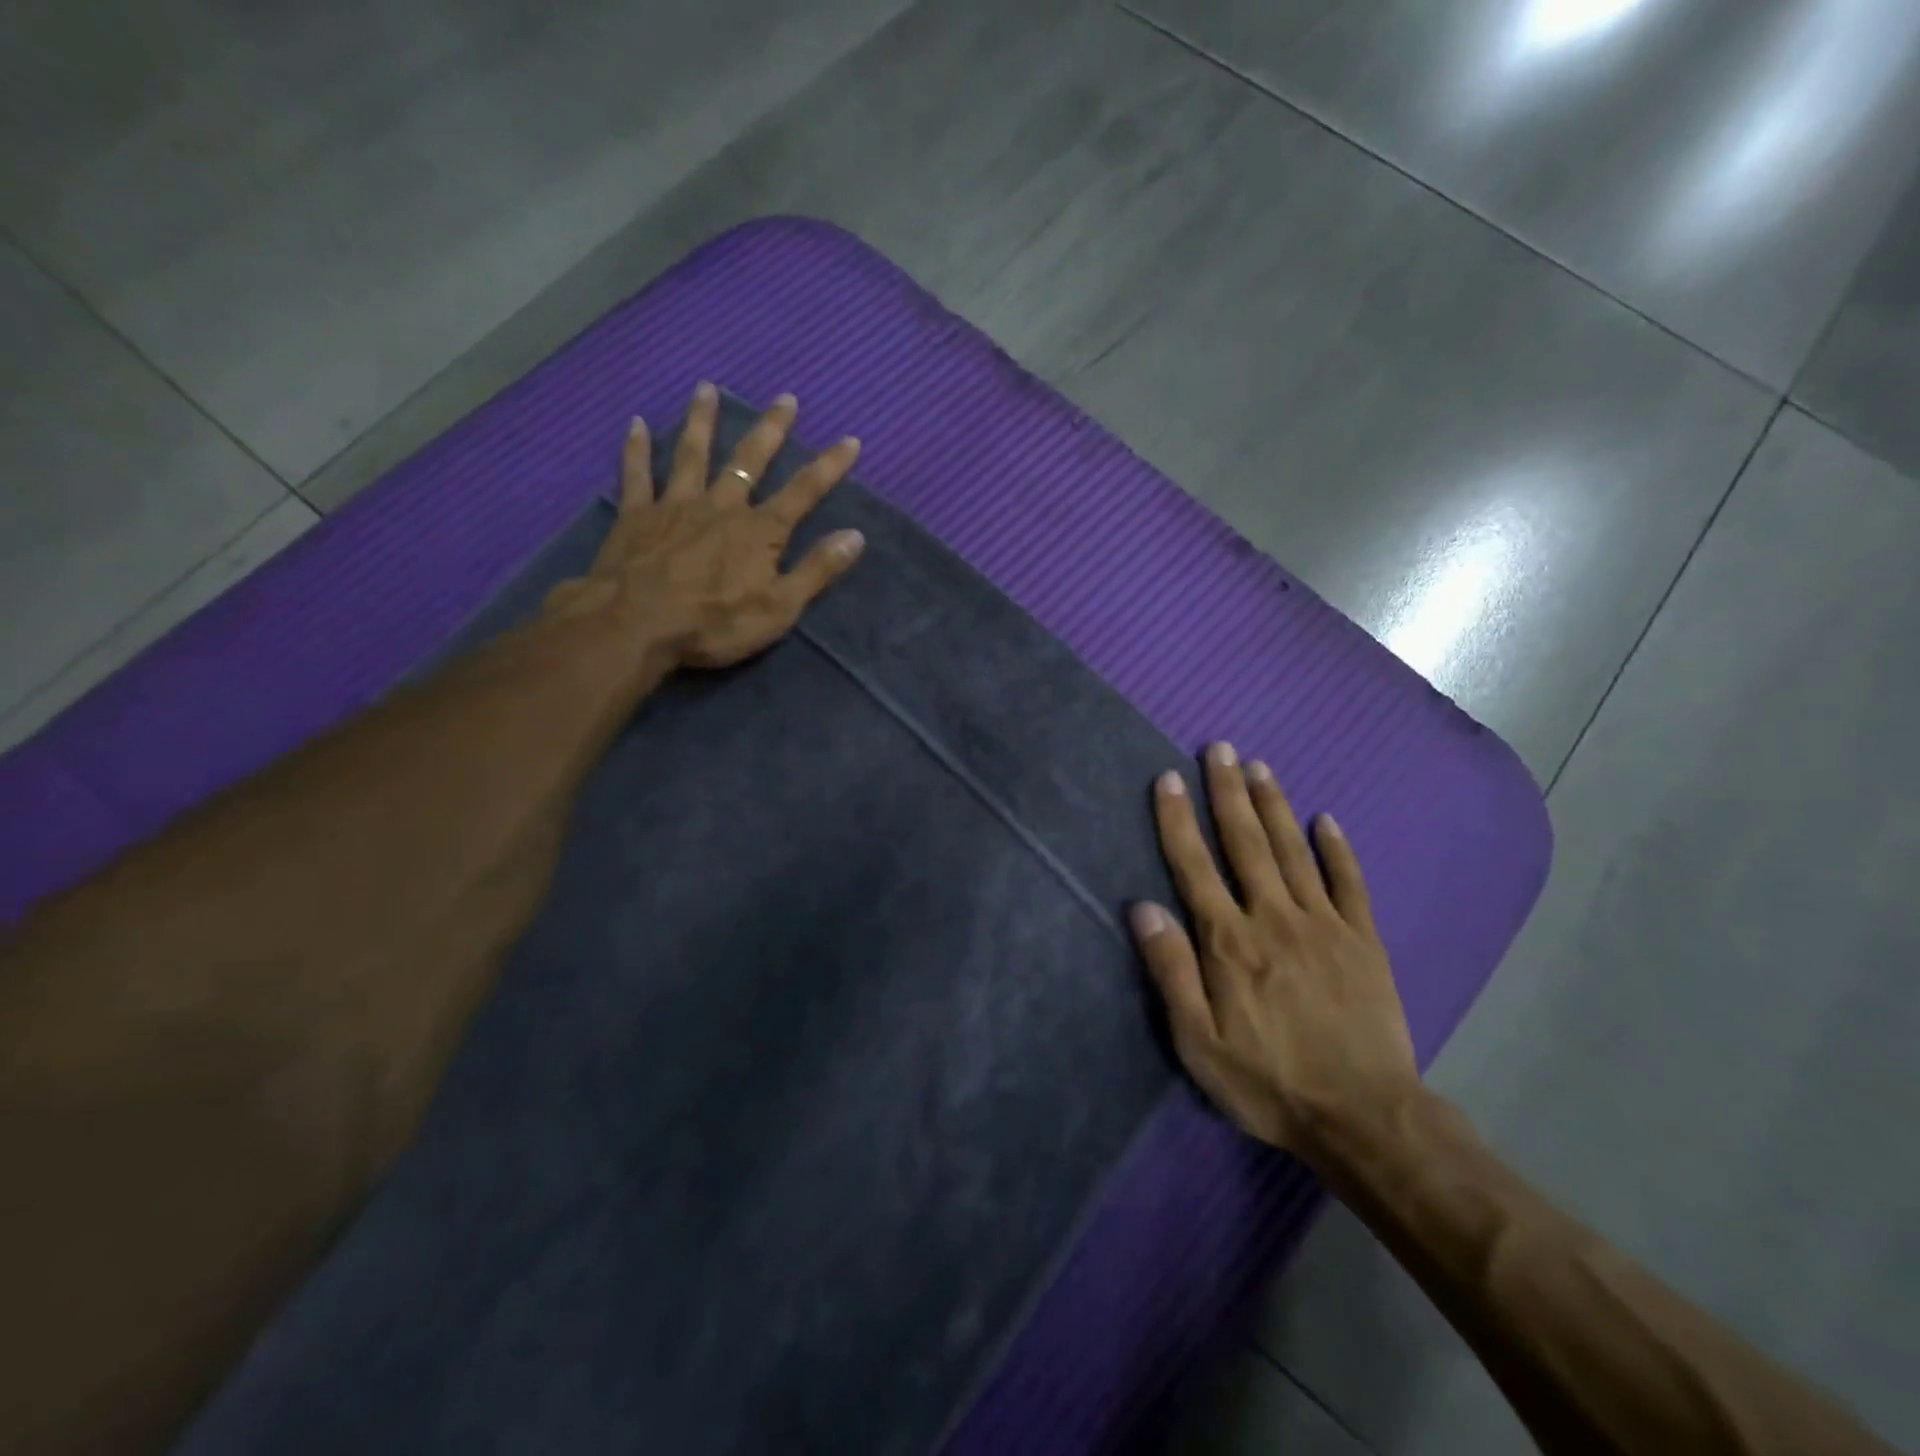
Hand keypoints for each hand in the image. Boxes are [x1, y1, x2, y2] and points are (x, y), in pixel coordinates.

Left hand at [547, 382, 865, 667]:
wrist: (636, 624)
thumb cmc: (715, 623)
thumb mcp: (780, 607)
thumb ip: (817, 570)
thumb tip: (856, 536)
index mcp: (759, 531)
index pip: (803, 491)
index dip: (829, 466)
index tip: (850, 440)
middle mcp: (721, 506)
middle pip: (749, 460)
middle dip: (771, 429)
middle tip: (785, 398)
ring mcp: (676, 505)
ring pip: (692, 454)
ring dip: (702, 420)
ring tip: (706, 388)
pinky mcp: (637, 515)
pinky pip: (637, 473)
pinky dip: (636, 448)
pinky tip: (634, 423)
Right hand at [1130, 742, 1420, 1159]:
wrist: (1365, 1117)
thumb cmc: (1268, 1081)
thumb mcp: (1198, 1042)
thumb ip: (1171, 971)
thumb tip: (1143, 908)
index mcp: (1229, 941)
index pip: (1195, 866)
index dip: (1178, 819)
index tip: (1168, 778)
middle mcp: (1273, 917)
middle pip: (1245, 843)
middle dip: (1227, 792)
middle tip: (1219, 748)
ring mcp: (1323, 924)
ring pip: (1293, 851)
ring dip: (1273, 806)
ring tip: (1259, 767)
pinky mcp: (1363, 940)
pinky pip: (1349, 883)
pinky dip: (1337, 849)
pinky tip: (1326, 820)